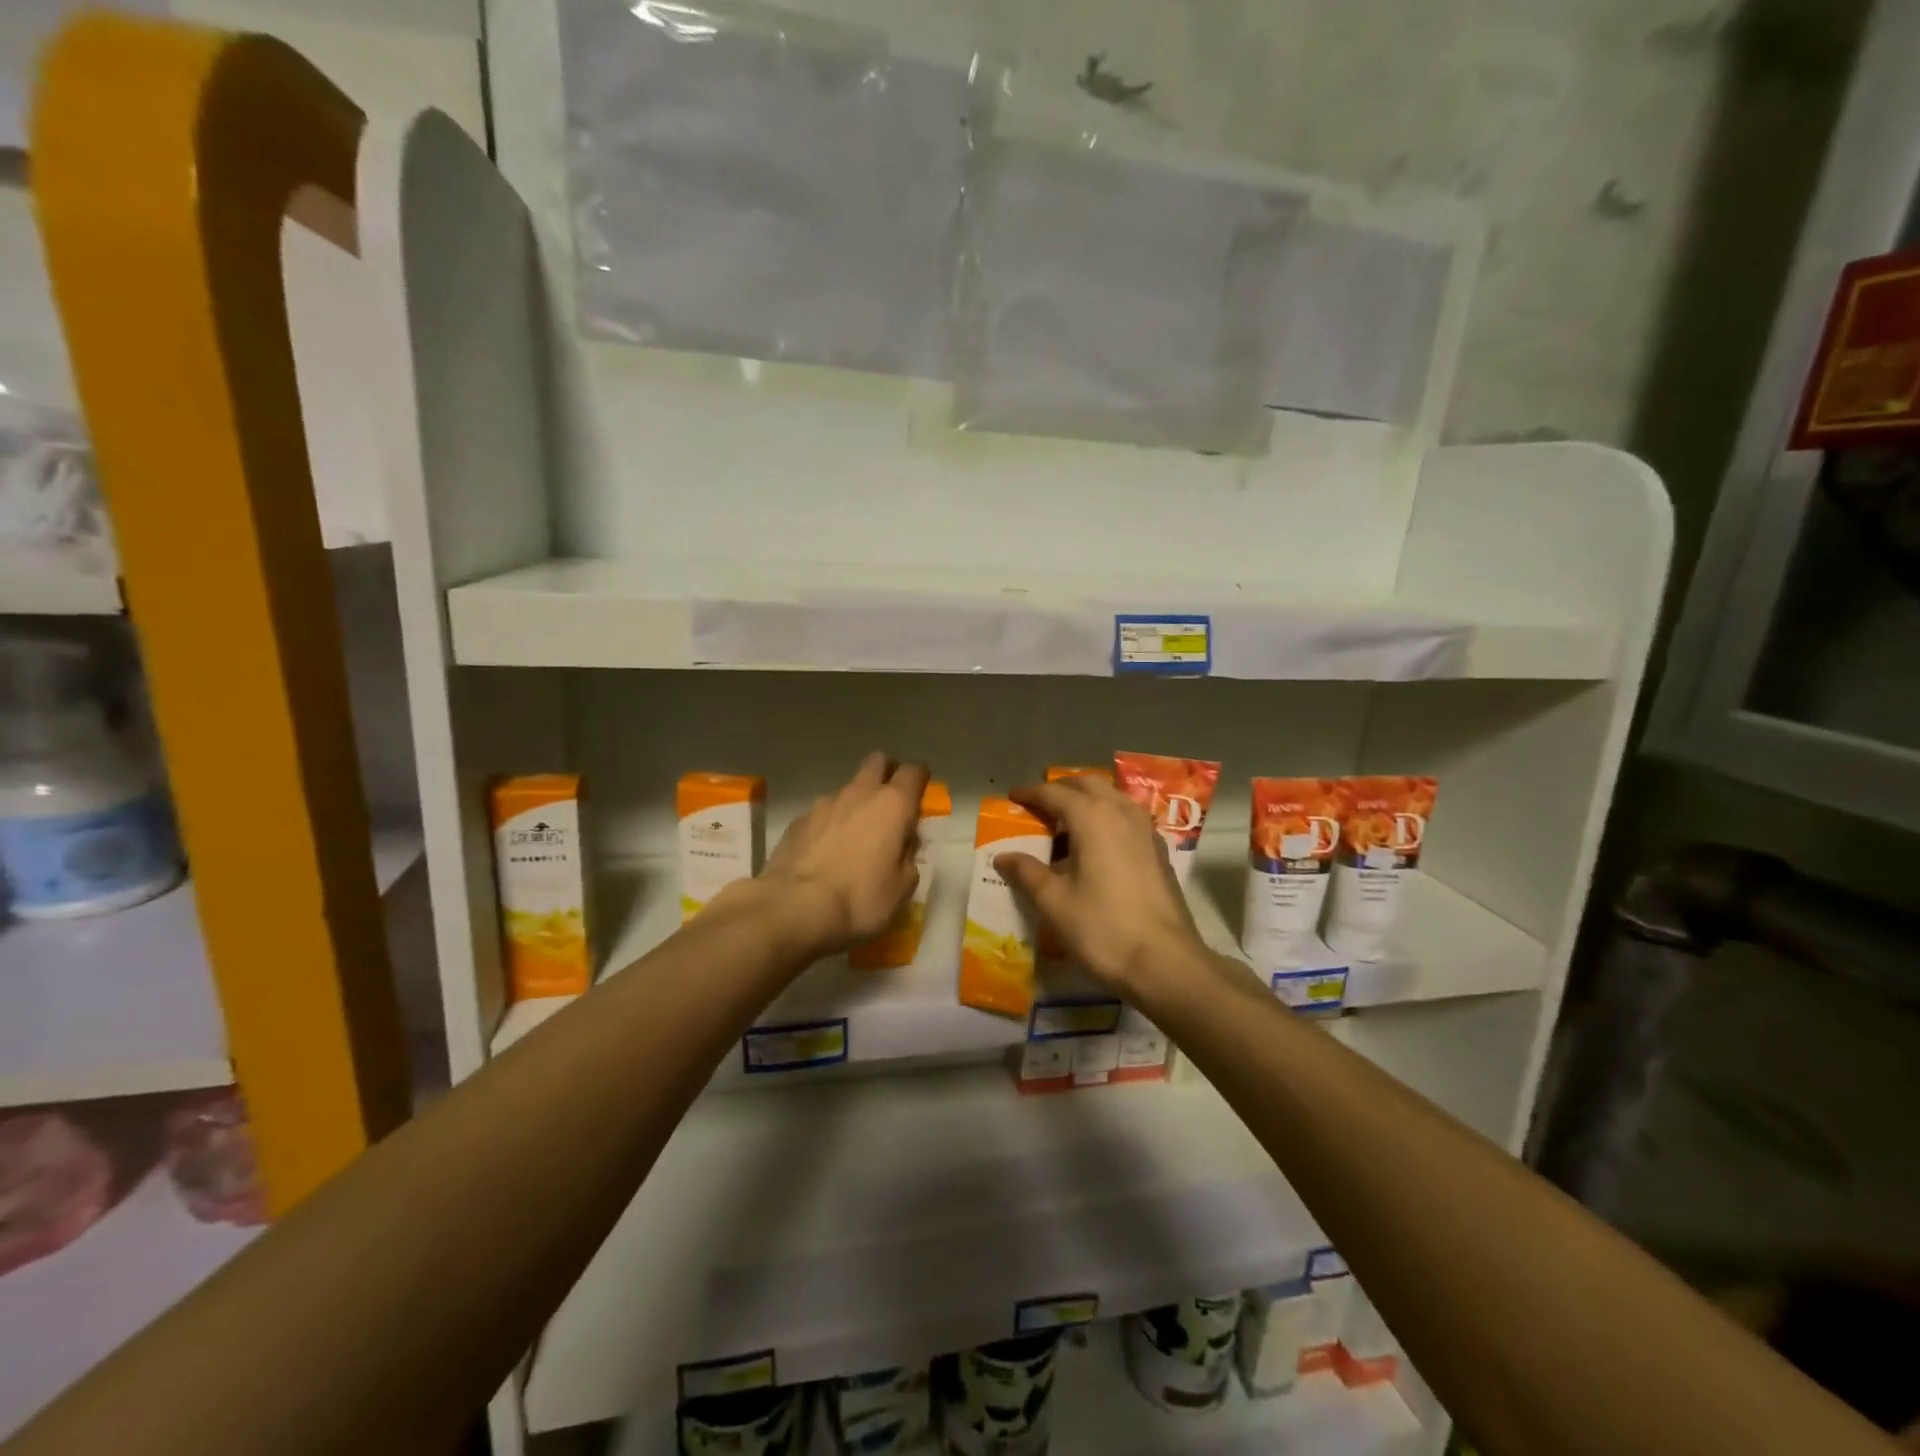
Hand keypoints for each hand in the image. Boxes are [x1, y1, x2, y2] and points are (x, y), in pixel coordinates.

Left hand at [750, 752, 929, 957]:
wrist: (794, 908)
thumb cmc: (860, 899)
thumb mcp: (902, 887)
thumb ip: (908, 857)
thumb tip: (903, 844)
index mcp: (893, 805)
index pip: (914, 771)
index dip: (920, 778)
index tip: (921, 794)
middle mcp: (860, 793)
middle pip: (877, 762)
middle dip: (886, 773)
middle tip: (890, 802)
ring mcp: (824, 804)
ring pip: (848, 789)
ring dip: (856, 804)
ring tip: (854, 837)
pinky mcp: (798, 820)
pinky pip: (822, 813)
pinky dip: (829, 824)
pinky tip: (825, 851)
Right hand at [994, 774, 1207, 998]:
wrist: (1165, 962)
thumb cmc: (1102, 928)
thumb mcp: (1054, 902)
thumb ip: (1027, 872)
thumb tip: (1003, 856)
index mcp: (1092, 817)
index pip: (1054, 793)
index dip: (1030, 793)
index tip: (1012, 796)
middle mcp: (1121, 812)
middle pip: (1087, 785)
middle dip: (1061, 788)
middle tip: (1039, 804)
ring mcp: (1145, 829)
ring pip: (1112, 797)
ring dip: (1087, 800)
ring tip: (1066, 822)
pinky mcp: (1159, 850)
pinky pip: (1127, 817)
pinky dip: (1107, 817)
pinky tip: (1097, 844)